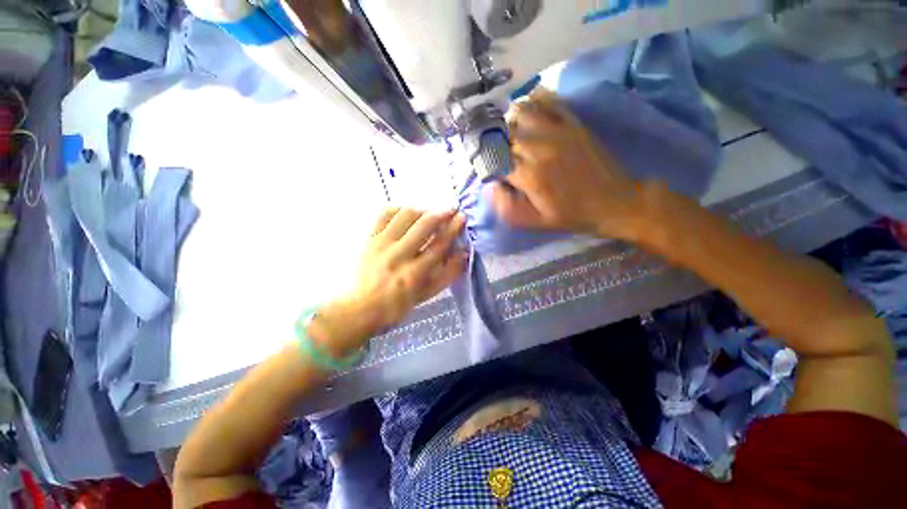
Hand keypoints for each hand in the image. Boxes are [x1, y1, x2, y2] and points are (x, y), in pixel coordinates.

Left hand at [312, 208, 466, 356]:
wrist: (362, 306)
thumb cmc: (399, 304)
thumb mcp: (428, 294)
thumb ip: (448, 274)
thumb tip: (464, 253)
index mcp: (415, 273)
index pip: (439, 245)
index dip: (453, 229)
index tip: (461, 217)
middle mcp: (399, 255)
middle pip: (424, 226)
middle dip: (441, 213)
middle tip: (451, 209)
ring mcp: (382, 244)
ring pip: (405, 216)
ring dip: (422, 210)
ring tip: (430, 212)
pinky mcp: (370, 238)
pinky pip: (384, 214)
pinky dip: (399, 209)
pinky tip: (407, 213)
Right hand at [490, 90, 644, 240]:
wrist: (613, 202)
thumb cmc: (571, 215)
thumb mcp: (535, 222)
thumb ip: (507, 207)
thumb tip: (491, 186)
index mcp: (529, 175)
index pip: (494, 159)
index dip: (488, 164)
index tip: (491, 171)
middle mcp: (539, 147)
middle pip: (503, 134)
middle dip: (495, 145)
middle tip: (499, 156)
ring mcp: (557, 130)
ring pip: (519, 112)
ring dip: (510, 122)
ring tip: (512, 135)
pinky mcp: (572, 122)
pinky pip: (546, 100)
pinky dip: (532, 102)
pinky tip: (530, 115)